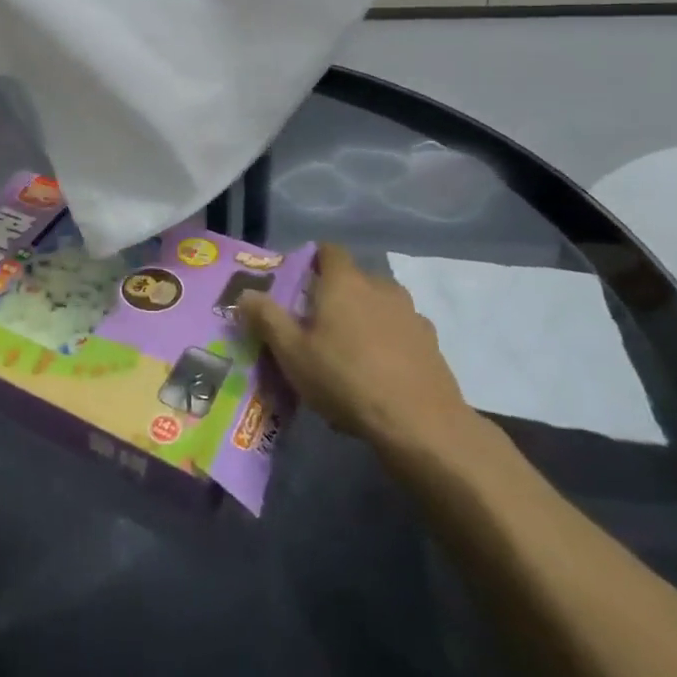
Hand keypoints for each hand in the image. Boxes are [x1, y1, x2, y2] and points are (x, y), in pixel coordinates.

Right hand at [239, 244, 479, 465]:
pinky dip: (389, 345)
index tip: (299, 285)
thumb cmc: (346, 379)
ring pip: (380, 307)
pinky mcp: (432, 344)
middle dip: (337, 296)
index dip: (313, 261)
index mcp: (344, 282)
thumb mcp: (292, 353)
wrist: (421, 425)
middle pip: (354, 280)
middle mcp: (380, 287)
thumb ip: (267, 319)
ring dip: (365, 320)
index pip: (329, 250)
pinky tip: (379, 377)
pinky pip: (401, 333)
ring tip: (349, 355)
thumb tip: (244, 294)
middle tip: (317, 327)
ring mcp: (411, 315)